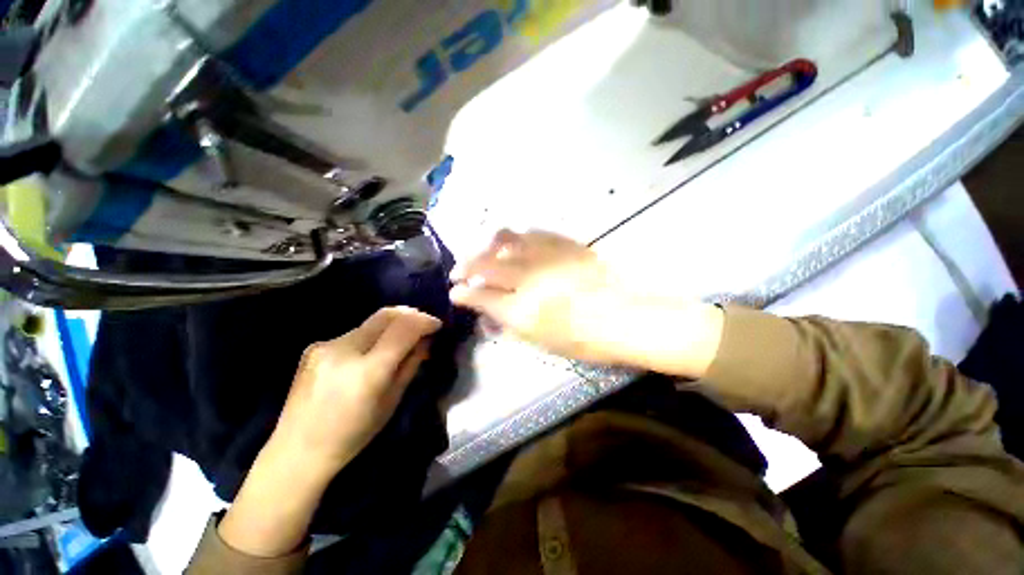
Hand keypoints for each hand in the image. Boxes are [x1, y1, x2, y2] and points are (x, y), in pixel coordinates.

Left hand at [271, 306, 442, 473]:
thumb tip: (425, 340)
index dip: (425, 321)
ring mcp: (325, 345)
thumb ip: (411, 364)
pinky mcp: (314, 346)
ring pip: (370, 322)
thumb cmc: (353, 435)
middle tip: (422, 325)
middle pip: (386, 314)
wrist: (297, 451)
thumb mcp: (392, 401)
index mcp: (367, 371)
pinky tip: (370, 353)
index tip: (437, 325)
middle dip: (410, 314)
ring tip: (399, 340)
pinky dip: (371, 336)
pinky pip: (353, 333)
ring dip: (391, 326)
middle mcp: (343, 350)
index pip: (403, 328)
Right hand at [450, 230, 723, 377]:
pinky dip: (516, 237)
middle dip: (466, 266)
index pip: (480, 296)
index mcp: (522, 310)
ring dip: (487, 246)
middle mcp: (528, 278)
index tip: (455, 292)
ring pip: (505, 240)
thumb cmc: (587, 340)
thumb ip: (511, 324)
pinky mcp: (563, 243)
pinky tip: (513, 242)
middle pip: (485, 265)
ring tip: (483, 251)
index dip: (463, 293)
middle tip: (459, 270)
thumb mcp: (543, 341)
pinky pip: (532, 233)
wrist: (629, 315)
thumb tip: (490, 314)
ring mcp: (546, 256)